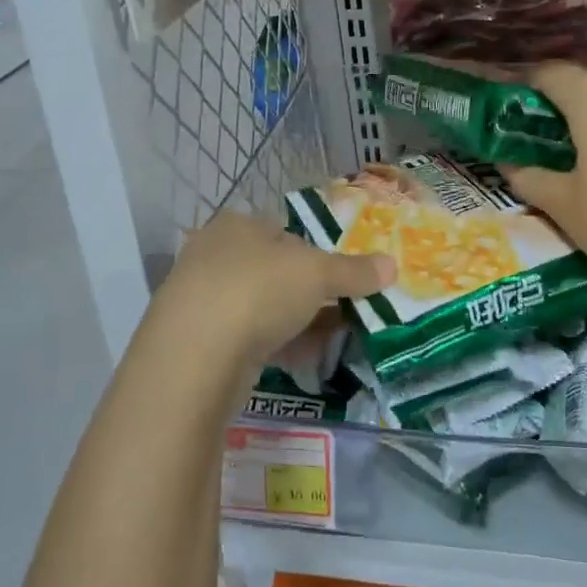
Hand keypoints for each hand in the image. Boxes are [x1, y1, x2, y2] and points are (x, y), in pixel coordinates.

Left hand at [142, 209, 392, 379]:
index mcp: (237, 225)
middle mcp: (213, 254)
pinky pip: (246, 337)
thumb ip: (354, 271)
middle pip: (273, 270)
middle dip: (307, 292)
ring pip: (260, 306)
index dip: (316, 254)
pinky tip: (300, 360)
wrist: (194, 358)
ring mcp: (201, 299)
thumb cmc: (258, 292)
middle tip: (340, 312)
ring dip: (294, 321)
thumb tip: (392, 265)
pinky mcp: (197, 341)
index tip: (341, 280)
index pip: (284, 233)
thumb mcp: (317, 275)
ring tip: (329, 338)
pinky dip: (274, 345)